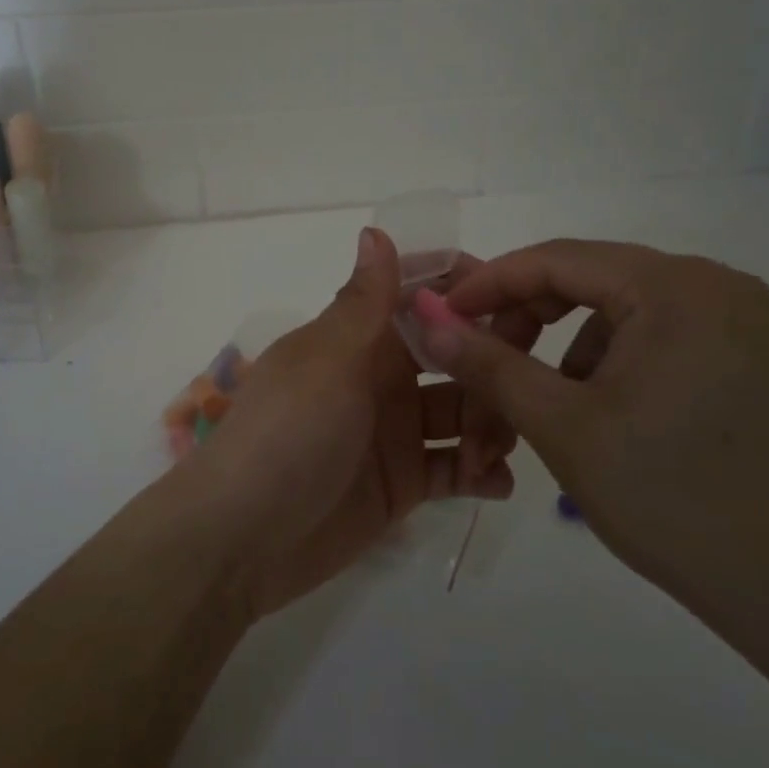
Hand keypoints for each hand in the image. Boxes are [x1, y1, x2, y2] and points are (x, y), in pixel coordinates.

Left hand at [180, 226, 513, 619]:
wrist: (242, 538)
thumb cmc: (287, 434)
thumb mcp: (327, 361)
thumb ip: (364, 302)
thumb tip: (375, 229)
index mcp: (360, 337)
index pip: (418, 295)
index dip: (461, 289)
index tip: (513, 298)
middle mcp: (381, 377)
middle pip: (452, 354)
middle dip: (490, 360)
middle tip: (526, 382)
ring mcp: (394, 432)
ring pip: (463, 411)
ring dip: (491, 421)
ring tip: (497, 447)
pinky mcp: (403, 483)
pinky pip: (455, 468)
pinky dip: (480, 471)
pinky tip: (494, 482)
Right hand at [422, 240, 768, 757]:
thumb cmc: (674, 500)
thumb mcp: (562, 426)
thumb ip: (486, 363)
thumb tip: (424, 317)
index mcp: (674, 286)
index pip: (555, 259)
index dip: (487, 284)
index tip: (439, 317)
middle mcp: (712, 284)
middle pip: (587, 280)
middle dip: (523, 322)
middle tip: (479, 367)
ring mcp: (737, 320)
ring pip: (616, 311)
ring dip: (562, 350)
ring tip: (536, 406)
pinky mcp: (747, 355)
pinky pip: (653, 336)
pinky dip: (607, 364)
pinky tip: (595, 414)